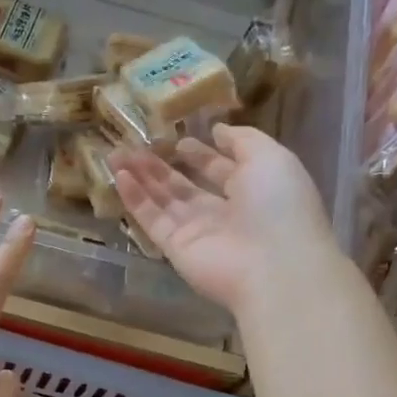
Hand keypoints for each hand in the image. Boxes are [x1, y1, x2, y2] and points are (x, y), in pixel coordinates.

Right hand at [111, 124, 339, 315]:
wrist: (274, 266)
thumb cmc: (279, 205)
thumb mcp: (271, 157)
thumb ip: (243, 140)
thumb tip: (218, 130)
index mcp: (252, 191)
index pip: (220, 170)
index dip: (201, 154)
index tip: (179, 138)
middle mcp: (223, 213)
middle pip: (186, 186)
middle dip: (162, 165)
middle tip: (135, 144)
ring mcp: (197, 232)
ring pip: (164, 200)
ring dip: (142, 177)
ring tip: (117, 153)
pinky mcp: (175, 248)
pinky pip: (152, 219)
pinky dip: (135, 198)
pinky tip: (119, 174)